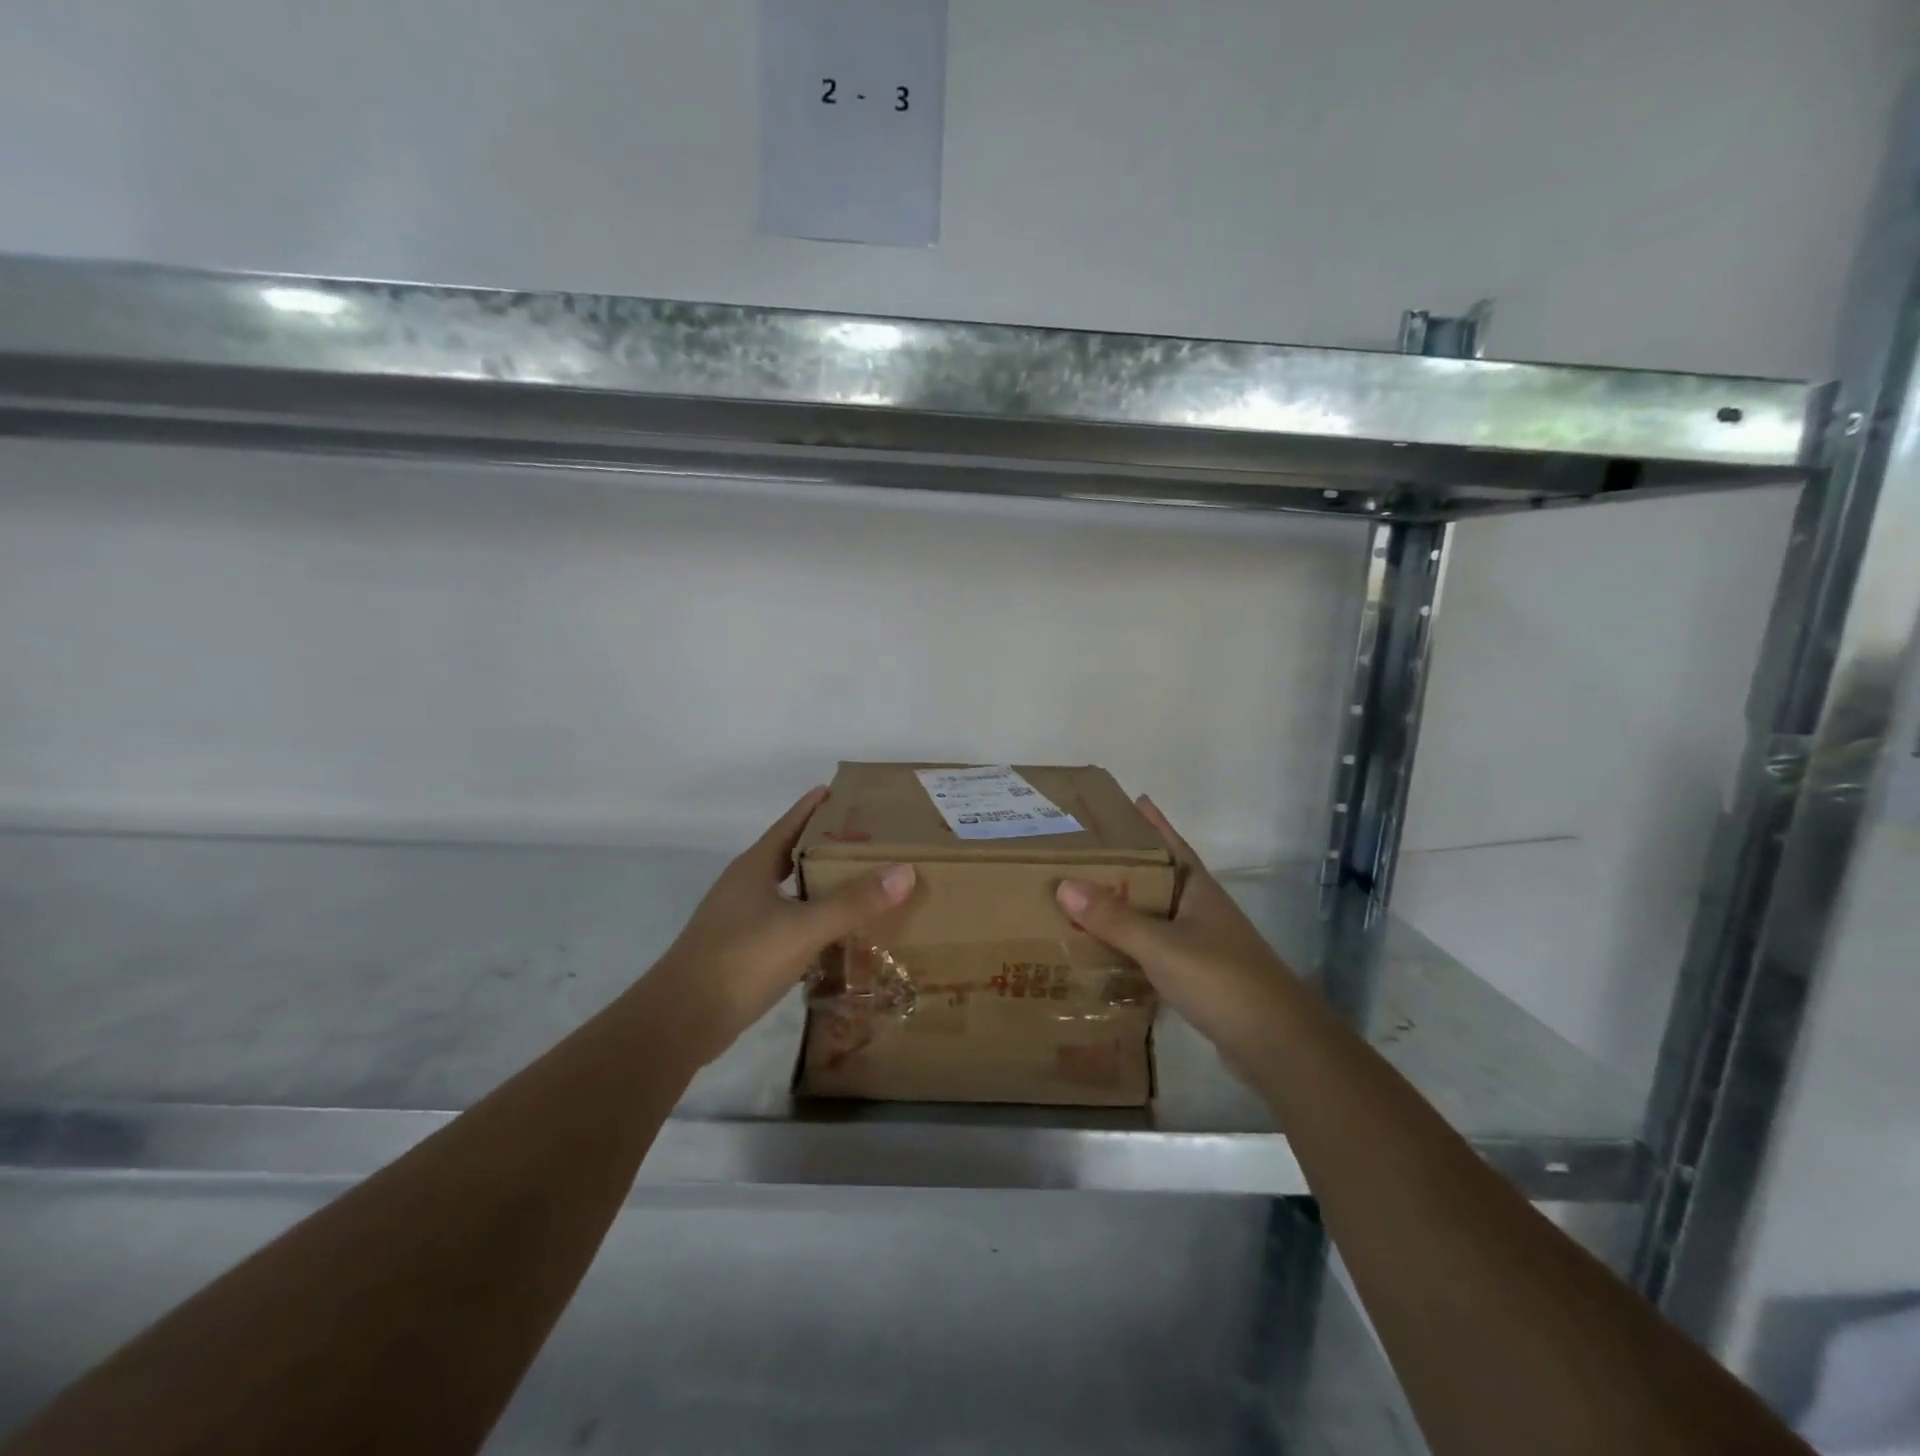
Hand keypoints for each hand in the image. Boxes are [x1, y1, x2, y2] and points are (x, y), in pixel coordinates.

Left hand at [646, 787, 914, 1061]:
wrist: (681, 1021)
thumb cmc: (739, 959)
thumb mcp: (803, 928)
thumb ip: (853, 902)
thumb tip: (905, 871)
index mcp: (754, 867)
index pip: (789, 824)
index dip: (814, 806)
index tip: (842, 791)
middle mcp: (745, 887)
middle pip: (790, 855)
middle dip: (825, 846)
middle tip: (867, 841)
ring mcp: (740, 919)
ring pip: (788, 891)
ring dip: (819, 885)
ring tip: (859, 883)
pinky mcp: (742, 951)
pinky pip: (785, 923)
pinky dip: (811, 920)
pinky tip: (834, 933)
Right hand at [1056, 796, 1303, 1070]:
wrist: (1276, 1044)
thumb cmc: (1222, 980)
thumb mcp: (1162, 945)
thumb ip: (1115, 918)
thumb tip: (1064, 885)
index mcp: (1199, 890)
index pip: (1173, 845)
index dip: (1154, 823)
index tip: (1132, 800)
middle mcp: (1202, 911)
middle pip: (1160, 878)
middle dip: (1128, 864)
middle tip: (1085, 852)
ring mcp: (1203, 945)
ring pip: (1156, 915)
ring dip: (1127, 906)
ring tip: (1085, 897)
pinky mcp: (1199, 977)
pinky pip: (1156, 948)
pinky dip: (1132, 944)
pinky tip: (1107, 949)